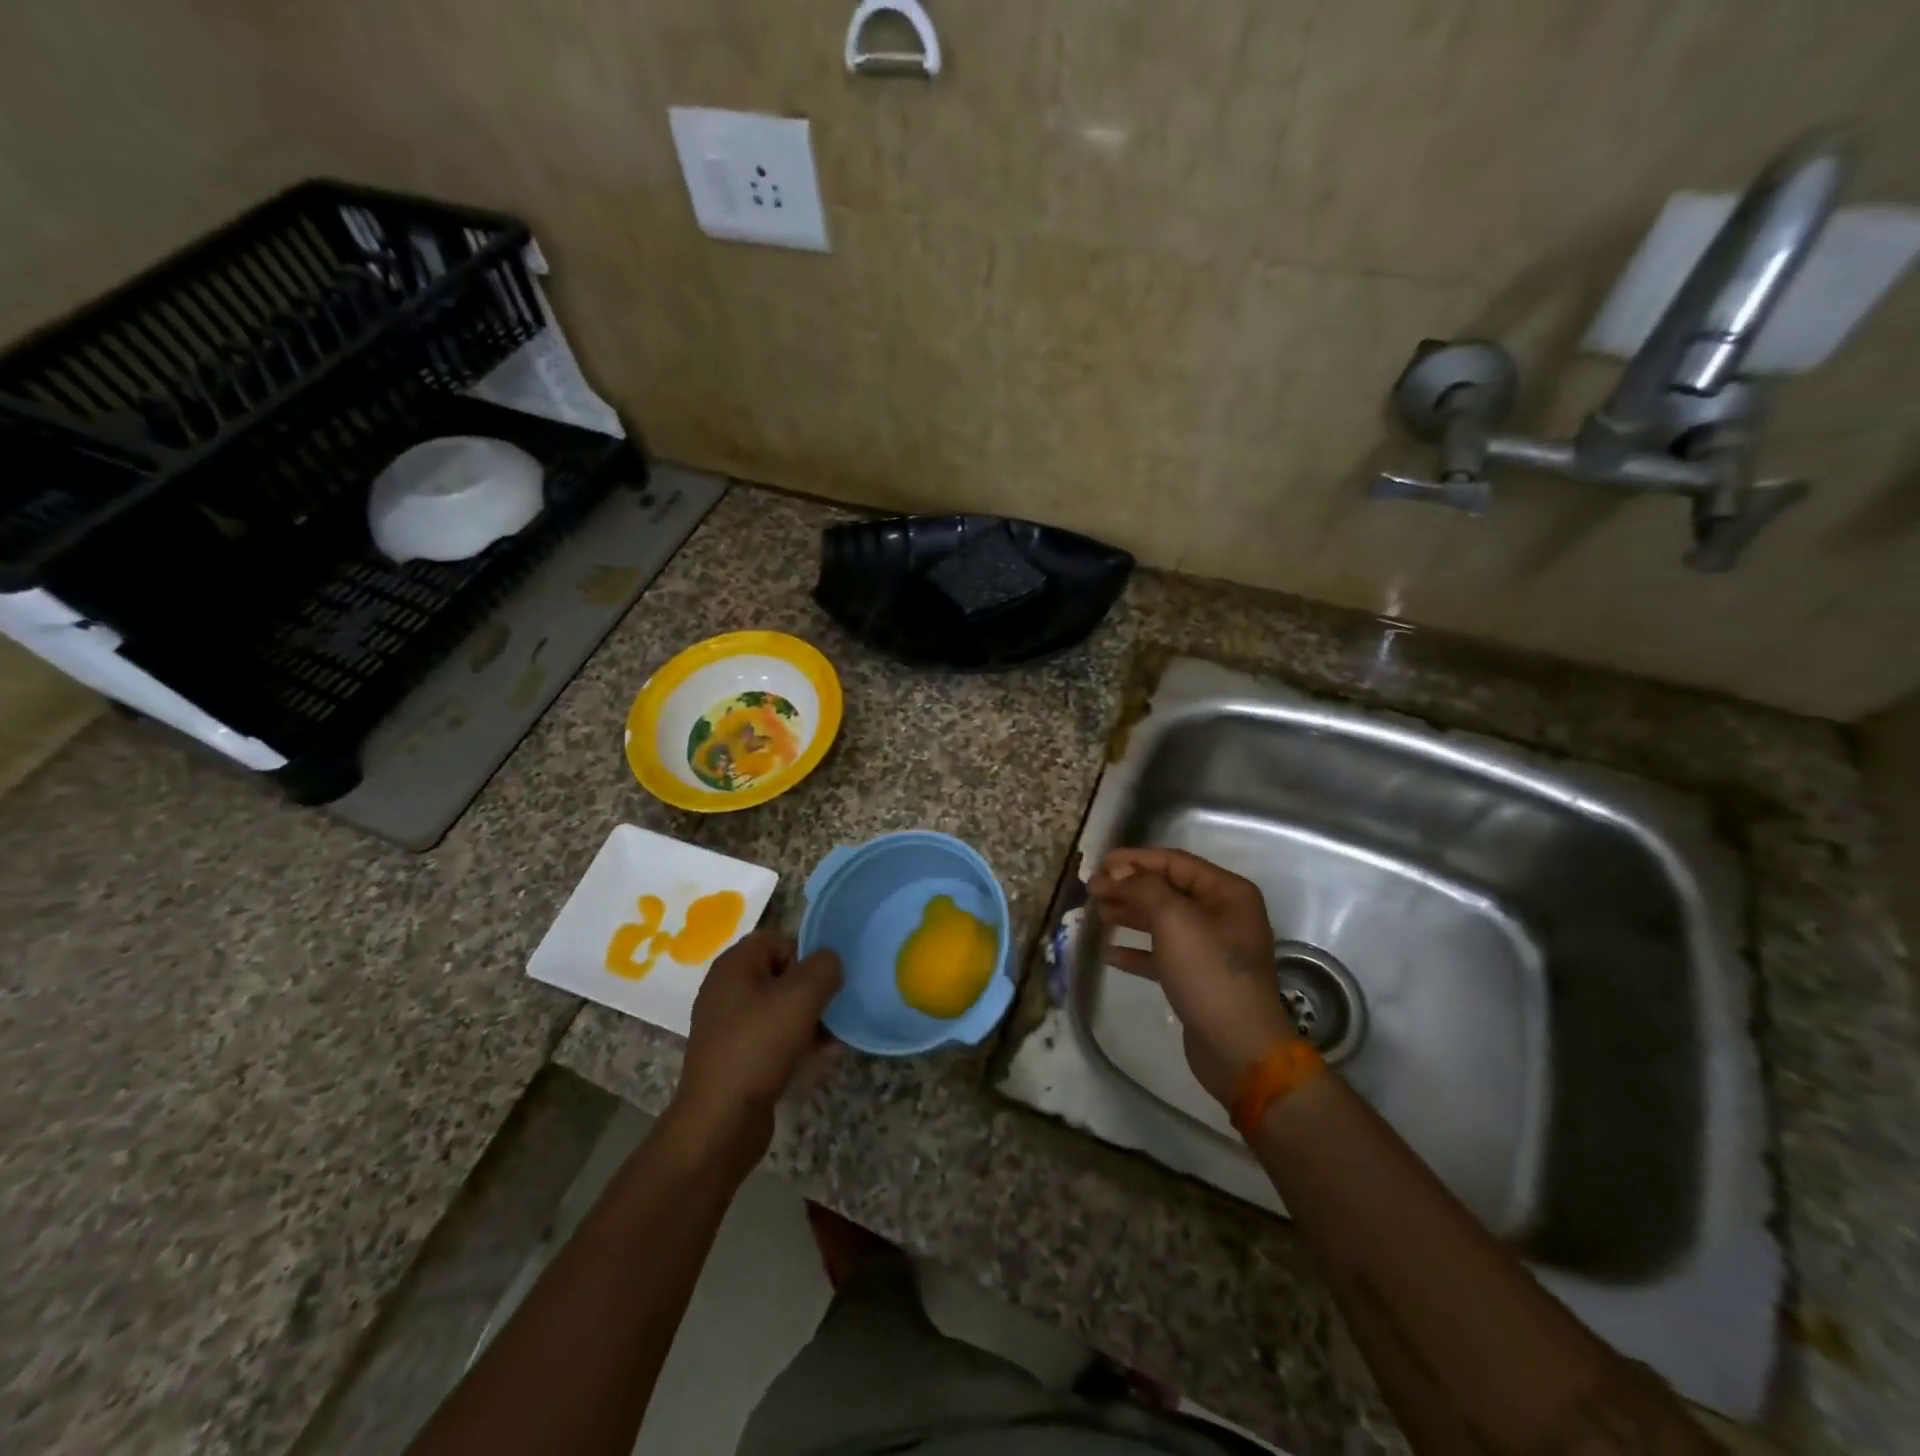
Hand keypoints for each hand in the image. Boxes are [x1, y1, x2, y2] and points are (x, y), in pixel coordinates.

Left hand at [669, 932, 842, 1174]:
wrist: (720, 1121)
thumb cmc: (759, 1046)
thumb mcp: (801, 996)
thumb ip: (824, 967)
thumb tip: (830, 963)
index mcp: (734, 966)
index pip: (777, 940)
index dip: (805, 955)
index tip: (823, 982)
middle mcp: (727, 990)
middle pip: (782, 975)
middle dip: (813, 991)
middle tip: (833, 1010)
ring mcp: (729, 1027)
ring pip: (781, 1009)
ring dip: (811, 1020)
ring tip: (835, 1039)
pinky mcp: (736, 1058)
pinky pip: (774, 1039)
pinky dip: (798, 1044)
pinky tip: (822, 1059)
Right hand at [1087, 848, 1295, 1106]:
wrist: (1238, 1047)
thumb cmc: (1208, 972)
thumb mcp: (1174, 920)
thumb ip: (1144, 888)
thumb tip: (1118, 873)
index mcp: (1226, 892)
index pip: (1174, 862)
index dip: (1134, 860)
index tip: (1099, 864)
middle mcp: (1222, 914)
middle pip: (1167, 890)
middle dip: (1128, 887)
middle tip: (1091, 890)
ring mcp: (1211, 947)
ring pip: (1162, 921)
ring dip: (1129, 915)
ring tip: (1097, 915)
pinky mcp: (1198, 976)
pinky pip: (1162, 953)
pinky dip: (1137, 951)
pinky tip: (1109, 954)